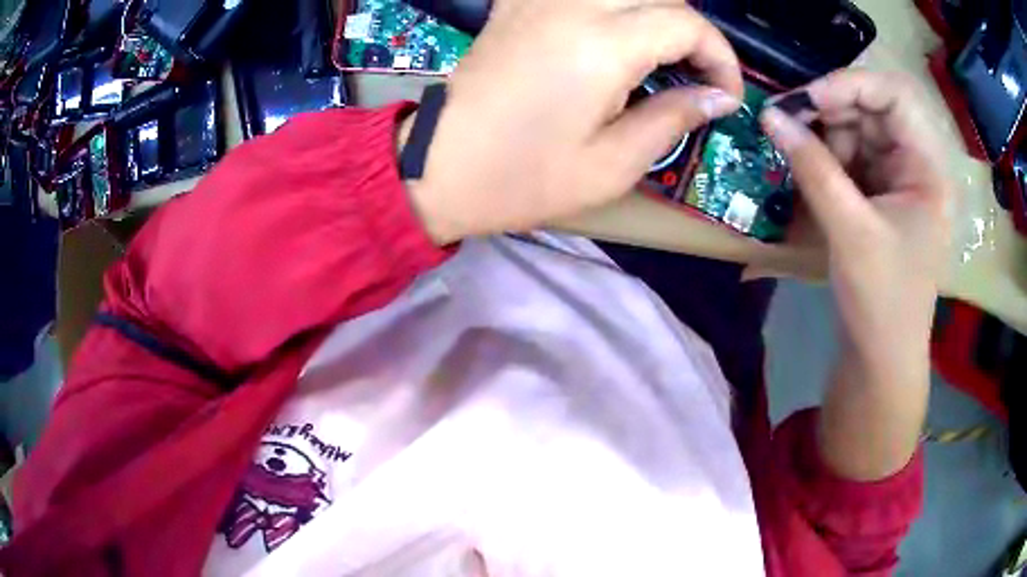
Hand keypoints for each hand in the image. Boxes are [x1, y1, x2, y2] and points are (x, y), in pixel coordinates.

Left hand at [407, 0, 743, 243]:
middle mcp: (572, 5)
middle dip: (692, 31)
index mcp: (602, 44)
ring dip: (654, 12)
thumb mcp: (613, 165)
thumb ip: (673, 118)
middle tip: (696, 75)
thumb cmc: (524, 178)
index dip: (721, 56)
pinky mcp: (517, 4)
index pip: (687, 22)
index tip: (726, 95)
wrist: (440, 168)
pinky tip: (611, 34)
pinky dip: (611, 6)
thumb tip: (717, 96)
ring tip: (662, 55)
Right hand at [760, 70, 952, 478]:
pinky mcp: (880, 194)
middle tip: (789, 120)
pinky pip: (852, 156)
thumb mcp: (851, 232)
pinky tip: (806, 167)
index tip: (807, 100)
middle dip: (832, 109)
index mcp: (928, 169)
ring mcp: (898, 179)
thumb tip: (770, 116)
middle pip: (874, 108)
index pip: (895, 96)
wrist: (881, 357)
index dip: (851, 85)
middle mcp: (916, 164)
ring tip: (795, 150)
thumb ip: (813, 169)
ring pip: (858, 129)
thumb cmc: (882, 301)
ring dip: (825, 134)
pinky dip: (827, 156)